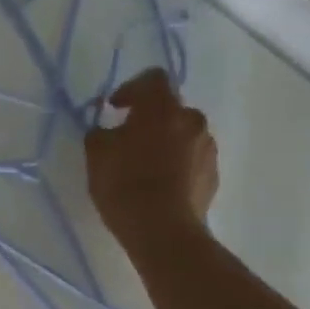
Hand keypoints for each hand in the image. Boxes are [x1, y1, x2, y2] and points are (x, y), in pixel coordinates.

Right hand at [84, 69, 218, 244]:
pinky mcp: (213, 174)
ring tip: (144, 167)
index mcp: (162, 109)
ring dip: (165, 142)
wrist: (163, 229)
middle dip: (149, 119)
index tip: (115, 108)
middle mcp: (191, 120)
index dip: (131, 88)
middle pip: (170, 109)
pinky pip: (192, 160)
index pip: (153, 78)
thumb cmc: (124, 184)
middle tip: (127, 140)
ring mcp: (207, 148)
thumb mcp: (96, 155)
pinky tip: (160, 185)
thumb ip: (100, 133)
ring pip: (183, 134)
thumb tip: (107, 131)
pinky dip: (177, 165)